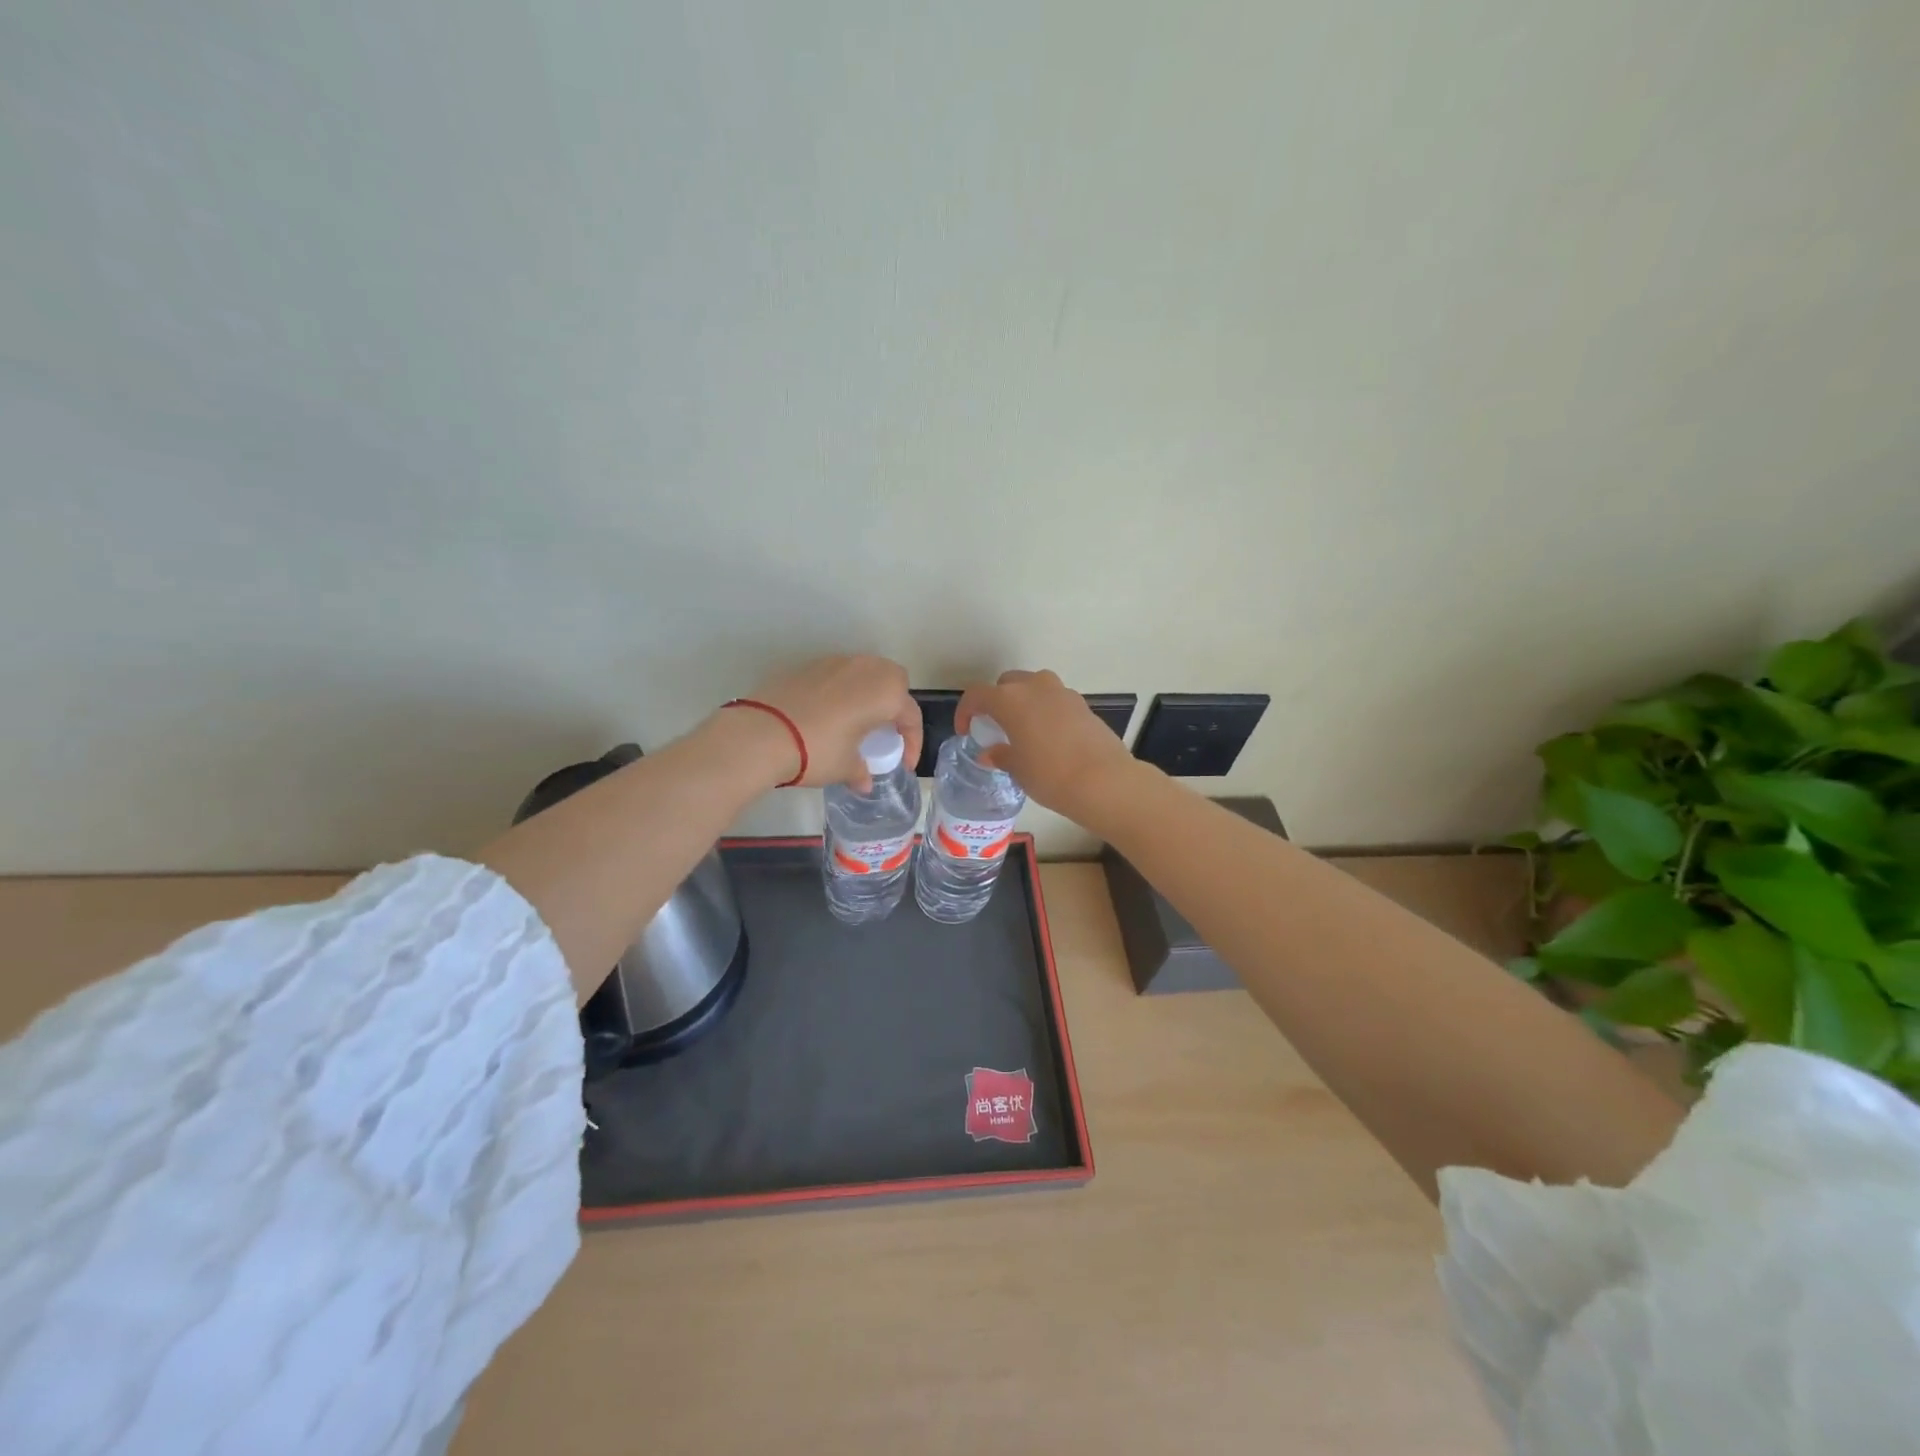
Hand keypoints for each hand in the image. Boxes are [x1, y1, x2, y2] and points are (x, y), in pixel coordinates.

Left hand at [732, 655, 922, 790]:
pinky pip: (838, 675)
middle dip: (895, 705)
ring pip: (865, 672)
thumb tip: (864, 781)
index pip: (911, 716)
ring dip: (868, 694)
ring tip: (857, 721)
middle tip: (885, 732)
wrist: (761, 733)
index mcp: (886, 693)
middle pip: (894, 681)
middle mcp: (866, 669)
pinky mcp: (809, 665)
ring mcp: (836, 662)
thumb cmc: (817, 750)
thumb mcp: (845, 767)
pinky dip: (842, 691)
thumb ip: (861, 771)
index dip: (912, 743)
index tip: (904, 765)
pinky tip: (828, 715)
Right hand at [955, 670, 1141, 820]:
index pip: (977, 695)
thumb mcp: (1018, 769)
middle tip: (995, 726)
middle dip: (997, 700)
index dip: (966, 711)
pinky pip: (1055, 700)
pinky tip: (1048, 737)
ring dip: (1023, 702)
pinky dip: (1045, 711)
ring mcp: (1062, 692)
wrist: (1103, 781)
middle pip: (1007, 683)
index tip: (966, 730)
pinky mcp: (1082, 704)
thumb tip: (991, 753)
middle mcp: (1035, 687)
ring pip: (1034, 687)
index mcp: (1010, 699)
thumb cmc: (1050, 775)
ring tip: (1023, 729)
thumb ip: (1001, 755)